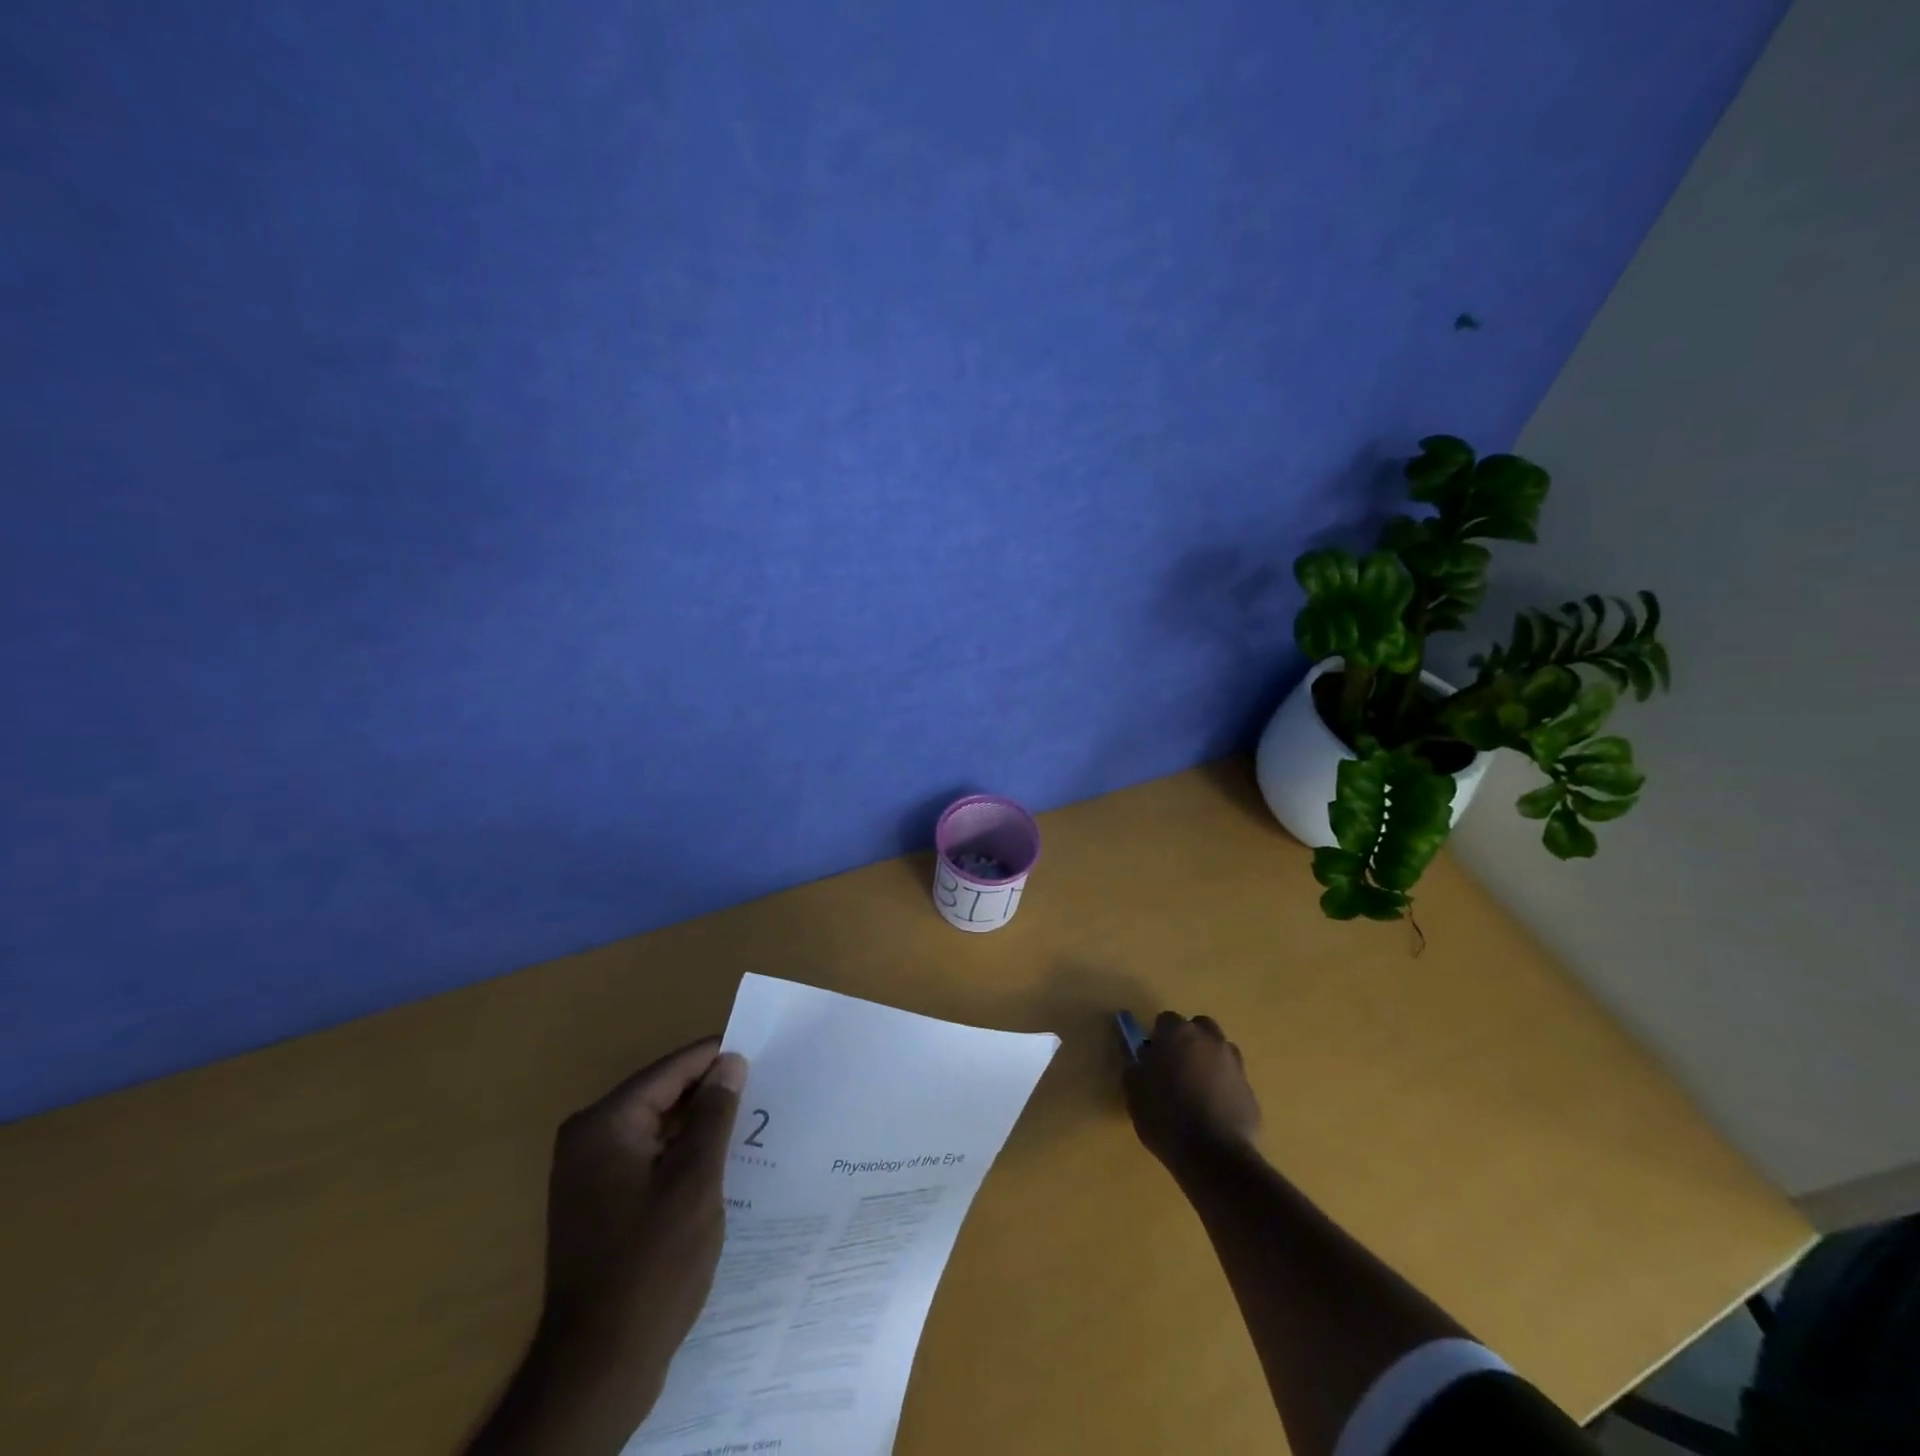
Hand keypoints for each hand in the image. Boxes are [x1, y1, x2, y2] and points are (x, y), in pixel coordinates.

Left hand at [469, 1038, 746, 1455]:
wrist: (598, 1369)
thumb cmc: (652, 1265)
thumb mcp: (695, 1181)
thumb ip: (714, 1114)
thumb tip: (731, 1062)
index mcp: (605, 1124)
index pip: (671, 1069)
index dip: (718, 1059)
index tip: (765, 1054)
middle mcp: (588, 1138)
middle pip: (661, 1094)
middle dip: (710, 1092)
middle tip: (765, 1089)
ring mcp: (589, 1173)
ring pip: (657, 1126)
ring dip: (699, 1125)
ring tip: (751, 1121)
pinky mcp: (599, 1202)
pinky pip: (648, 1156)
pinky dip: (681, 1153)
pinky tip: (720, 1160)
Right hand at [1123, 1011, 1261, 1165]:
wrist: (1213, 1155)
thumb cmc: (1165, 1116)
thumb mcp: (1134, 1089)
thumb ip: (1136, 1065)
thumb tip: (1144, 1057)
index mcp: (1178, 1032)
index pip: (1165, 1020)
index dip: (1157, 1038)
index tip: (1151, 1059)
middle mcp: (1209, 1039)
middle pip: (1198, 1028)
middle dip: (1188, 1041)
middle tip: (1175, 1068)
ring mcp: (1234, 1063)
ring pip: (1219, 1050)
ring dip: (1208, 1060)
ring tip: (1196, 1089)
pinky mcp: (1250, 1090)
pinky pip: (1231, 1078)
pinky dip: (1223, 1086)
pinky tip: (1212, 1110)